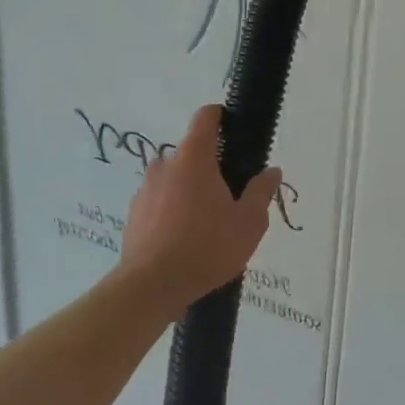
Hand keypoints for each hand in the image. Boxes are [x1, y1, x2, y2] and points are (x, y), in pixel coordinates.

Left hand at [117, 105, 281, 315]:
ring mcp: (145, 190)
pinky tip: (186, 240)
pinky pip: (159, 202)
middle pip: (191, 153)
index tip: (234, 129)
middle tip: (230, 195)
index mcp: (193, 158)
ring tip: (208, 224)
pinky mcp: (133, 215)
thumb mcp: (248, 223)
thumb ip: (261, 192)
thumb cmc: (205, 247)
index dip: (221, 116)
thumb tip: (271, 171)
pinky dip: (173, 212)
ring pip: (174, 179)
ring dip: (190, 191)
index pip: (205, 117)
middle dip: (211, 167)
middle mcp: (165, 166)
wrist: (150, 288)